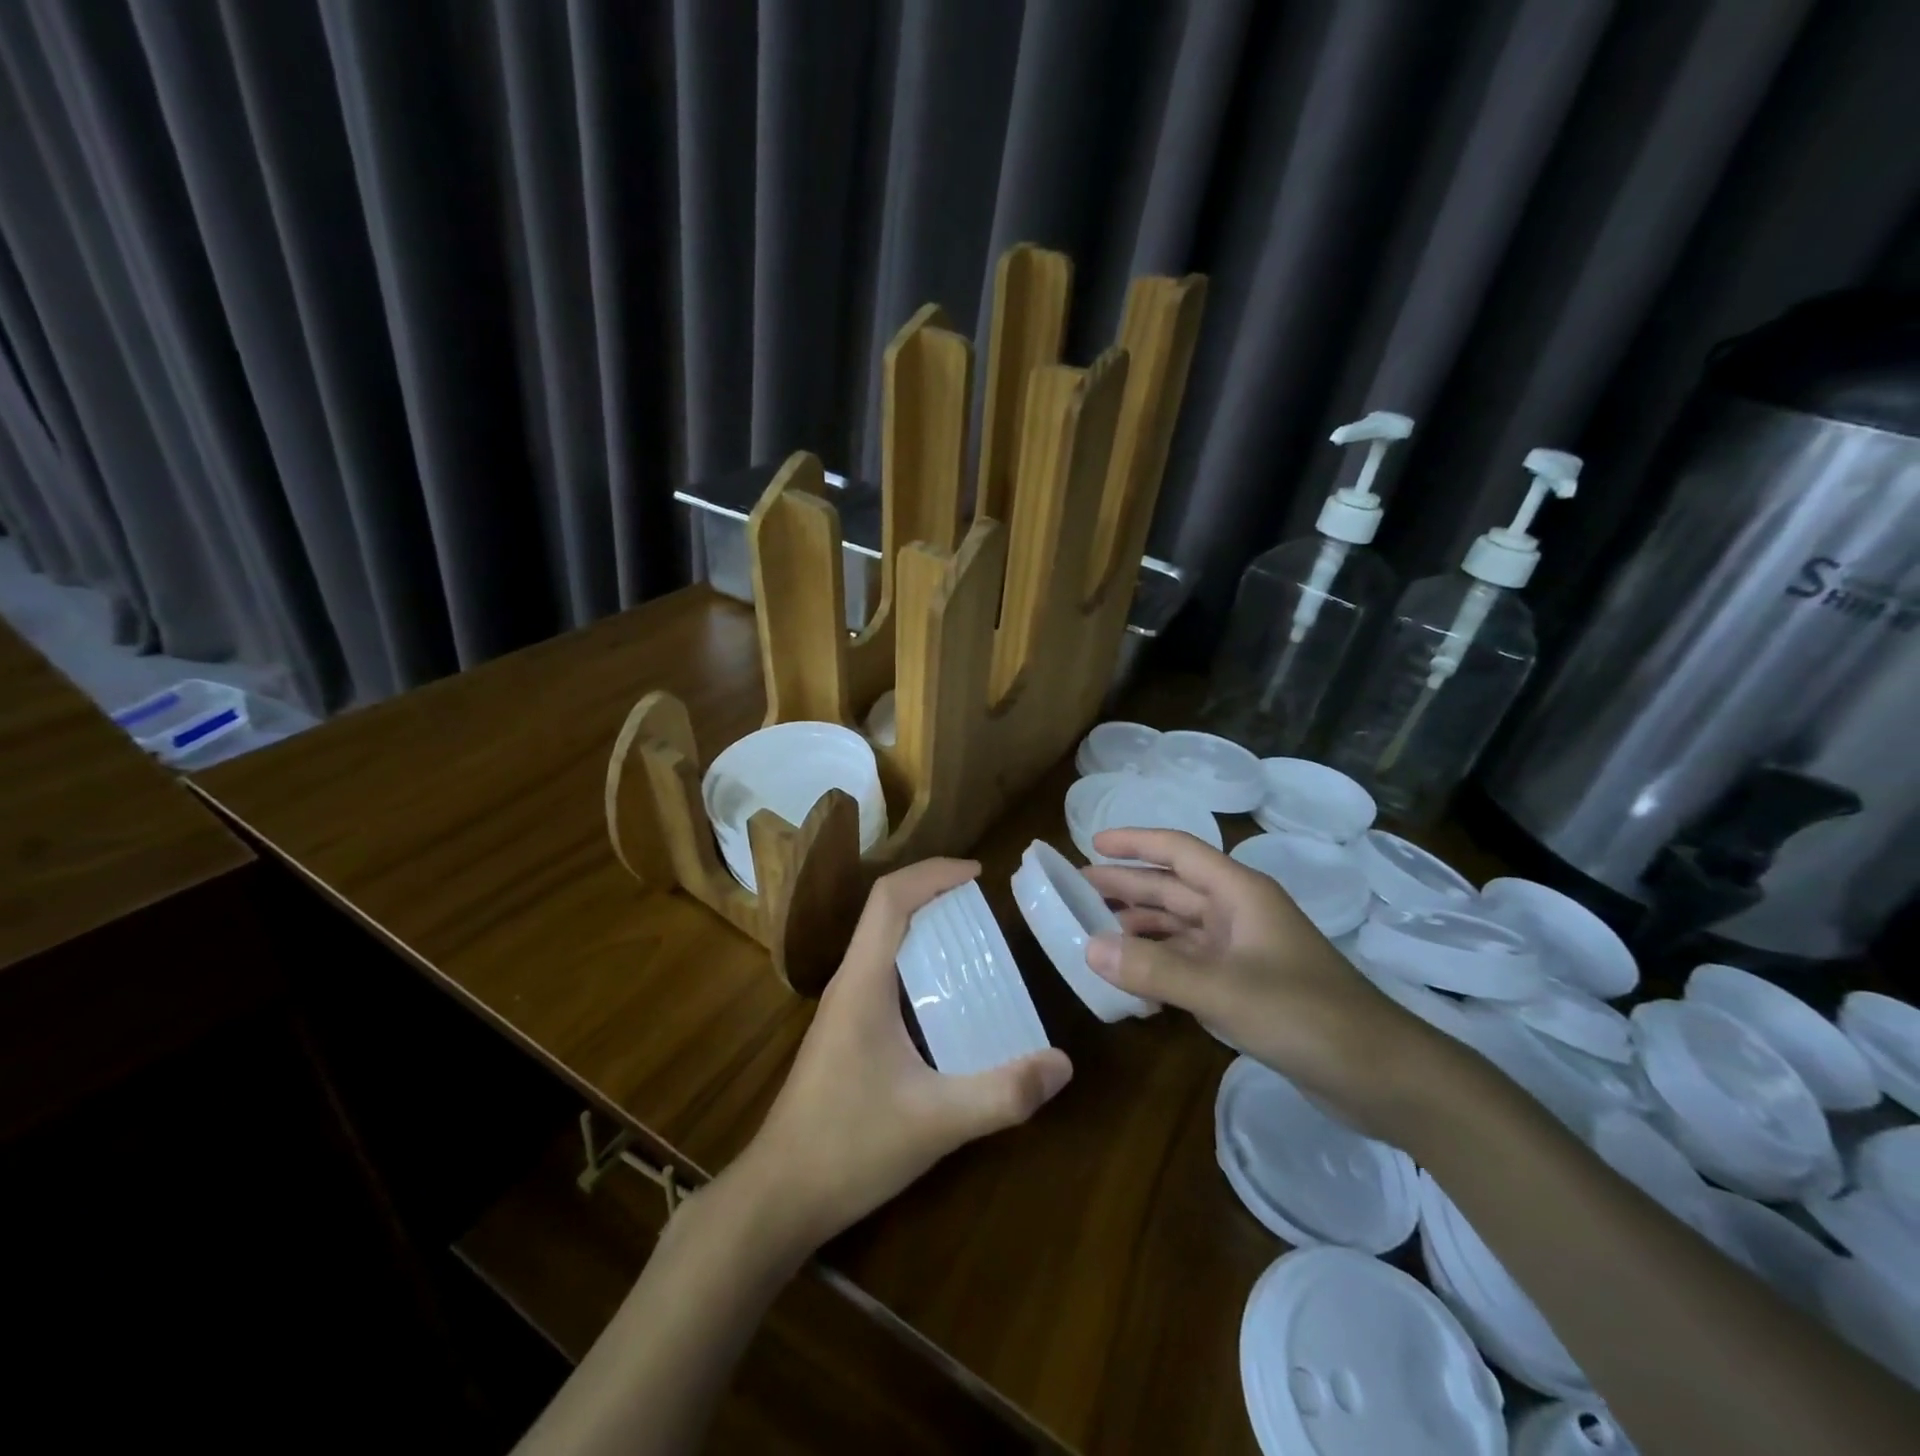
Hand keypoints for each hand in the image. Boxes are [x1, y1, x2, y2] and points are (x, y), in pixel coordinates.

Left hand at [728, 859, 1072, 1253]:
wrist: (778, 1198)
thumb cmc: (848, 1147)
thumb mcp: (936, 1122)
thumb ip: (1002, 1094)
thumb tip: (1062, 1064)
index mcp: (862, 983)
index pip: (890, 898)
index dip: (933, 873)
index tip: (978, 874)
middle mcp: (849, 984)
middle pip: (886, 912)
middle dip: (934, 894)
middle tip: (986, 907)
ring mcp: (842, 1010)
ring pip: (882, 943)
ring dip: (924, 927)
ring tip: (974, 943)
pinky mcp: (845, 1034)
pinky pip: (883, 975)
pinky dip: (917, 963)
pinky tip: (948, 1000)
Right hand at [1082, 828, 1436, 1135]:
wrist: (1383, 1077)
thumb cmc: (1306, 1016)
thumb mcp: (1224, 990)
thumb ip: (1154, 968)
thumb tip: (1087, 946)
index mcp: (1240, 893)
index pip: (1179, 851)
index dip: (1135, 843)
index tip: (1092, 845)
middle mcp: (1240, 914)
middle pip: (1174, 888)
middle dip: (1127, 886)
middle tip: (1076, 890)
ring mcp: (1244, 952)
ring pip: (1180, 926)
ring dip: (1139, 926)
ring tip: (1093, 930)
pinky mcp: (1247, 987)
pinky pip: (1190, 963)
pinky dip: (1159, 965)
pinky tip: (1132, 979)